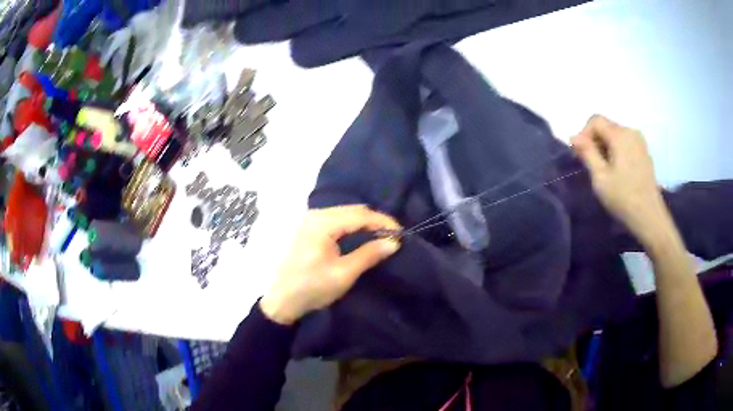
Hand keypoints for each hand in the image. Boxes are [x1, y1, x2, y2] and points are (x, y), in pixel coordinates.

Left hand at [260, 205, 401, 324]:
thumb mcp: (343, 274)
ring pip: (344, 214)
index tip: (400, 233)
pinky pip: (336, 220)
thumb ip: (369, 254)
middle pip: (352, 210)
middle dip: (374, 221)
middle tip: (392, 236)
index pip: (360, 215)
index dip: (383, 221)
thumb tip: (393, 242)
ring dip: (364, 223)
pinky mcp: (308, 228)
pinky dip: (351, 226)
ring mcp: (309, 220)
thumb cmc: (311, 288)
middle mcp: (315, 215)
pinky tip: (360, 237)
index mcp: (322, 223)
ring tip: (380, 237)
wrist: (282, 300)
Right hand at [571, 115, 669, 245]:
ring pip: (615, 135)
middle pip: (606, 126)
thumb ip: (587, 153)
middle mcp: (631, 131)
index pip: (595, 120)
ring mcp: (640, 141)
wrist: (650, 217)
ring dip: (605, 147)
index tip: (580, 155)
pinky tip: (616, 171)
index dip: (583, 134)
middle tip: (589, 164)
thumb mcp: (600, 177)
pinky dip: (616, 151)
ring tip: (603, 170)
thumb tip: (573, 136)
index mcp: (620, 135)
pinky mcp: (644, 152)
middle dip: (594, 141)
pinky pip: (625, 143)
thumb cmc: (623, 198)